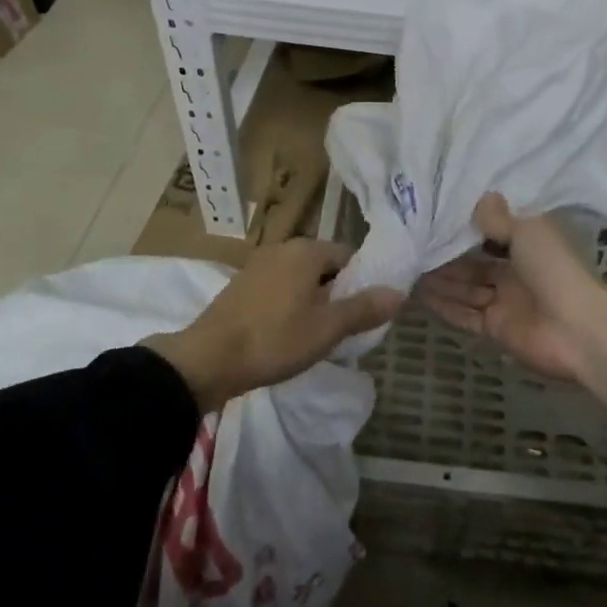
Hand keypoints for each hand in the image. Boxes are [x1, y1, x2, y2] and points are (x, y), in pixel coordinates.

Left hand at [146, 239, 402, 411]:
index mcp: (306, 250)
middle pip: (323, 266)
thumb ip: (363, 308)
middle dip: (336, 293)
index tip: (362, 314)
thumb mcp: (327, 328)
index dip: (360, 284)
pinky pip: (278, 289)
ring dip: (312, 301)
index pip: (347, 256)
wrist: (208, 359)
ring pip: (300, 279)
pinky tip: (286, 335)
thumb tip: (398, 292)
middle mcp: (282, 248)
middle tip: (342, 329)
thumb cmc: (275, 339)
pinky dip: (289, 306)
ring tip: (316, 336)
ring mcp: (258, 265)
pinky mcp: (241, 285)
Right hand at [417, 194, 606, 434]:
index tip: (436, 216)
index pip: (492, 233)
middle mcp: (515, 272)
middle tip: (411, 244)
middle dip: (446, 256)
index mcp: (528, 245)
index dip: (467, 227)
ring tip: (407, 267)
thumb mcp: (527, 232)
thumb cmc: (555, 270)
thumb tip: (483, 196)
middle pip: (474, 263)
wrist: (579, 330)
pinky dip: (445, 306)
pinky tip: (419, 295)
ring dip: (440, 280)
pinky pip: (465, 314)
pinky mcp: (496, 328)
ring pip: (466, 288)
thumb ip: (499, 219)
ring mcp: (505, 302)